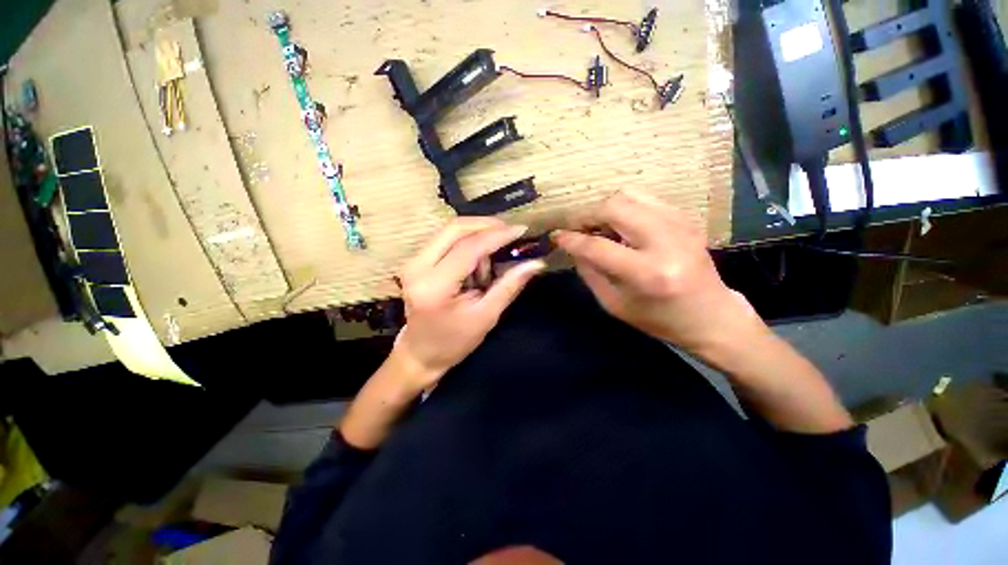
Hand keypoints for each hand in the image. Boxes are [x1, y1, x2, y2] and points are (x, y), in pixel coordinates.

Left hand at [393, 217, 545, 390]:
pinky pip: (445, 239)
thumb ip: (509, 286)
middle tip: (510, 232)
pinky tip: (477, 262)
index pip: (468, 248)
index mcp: (434, 286)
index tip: (521, 229)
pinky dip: (466, 242)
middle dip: (486, 225)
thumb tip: (536, 264)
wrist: (421, 353)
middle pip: (454, 228)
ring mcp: (412, 262)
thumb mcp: (486, 316)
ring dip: (476, 235)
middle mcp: (417, 267)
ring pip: (449, 230)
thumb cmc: (454, 341)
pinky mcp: (415, 261)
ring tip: (491, 260)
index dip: (497, 235)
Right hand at [553, 191, 767, 357]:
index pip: (597, 246)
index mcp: (647, 273)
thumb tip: (573, 246)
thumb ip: (590, 271)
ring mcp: (679, 224)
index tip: (556, 237)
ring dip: (604, 209)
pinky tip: (619, 226)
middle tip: (577, 229)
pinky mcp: (685, 218)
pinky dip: (623, 208)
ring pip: (629, 195)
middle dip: (586, 214)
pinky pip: (644, 199)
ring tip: (597, 227)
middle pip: (614, 206)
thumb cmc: (659, 319)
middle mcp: (665, 241)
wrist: (711, 316)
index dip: (571, 239)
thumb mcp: (614, 303)